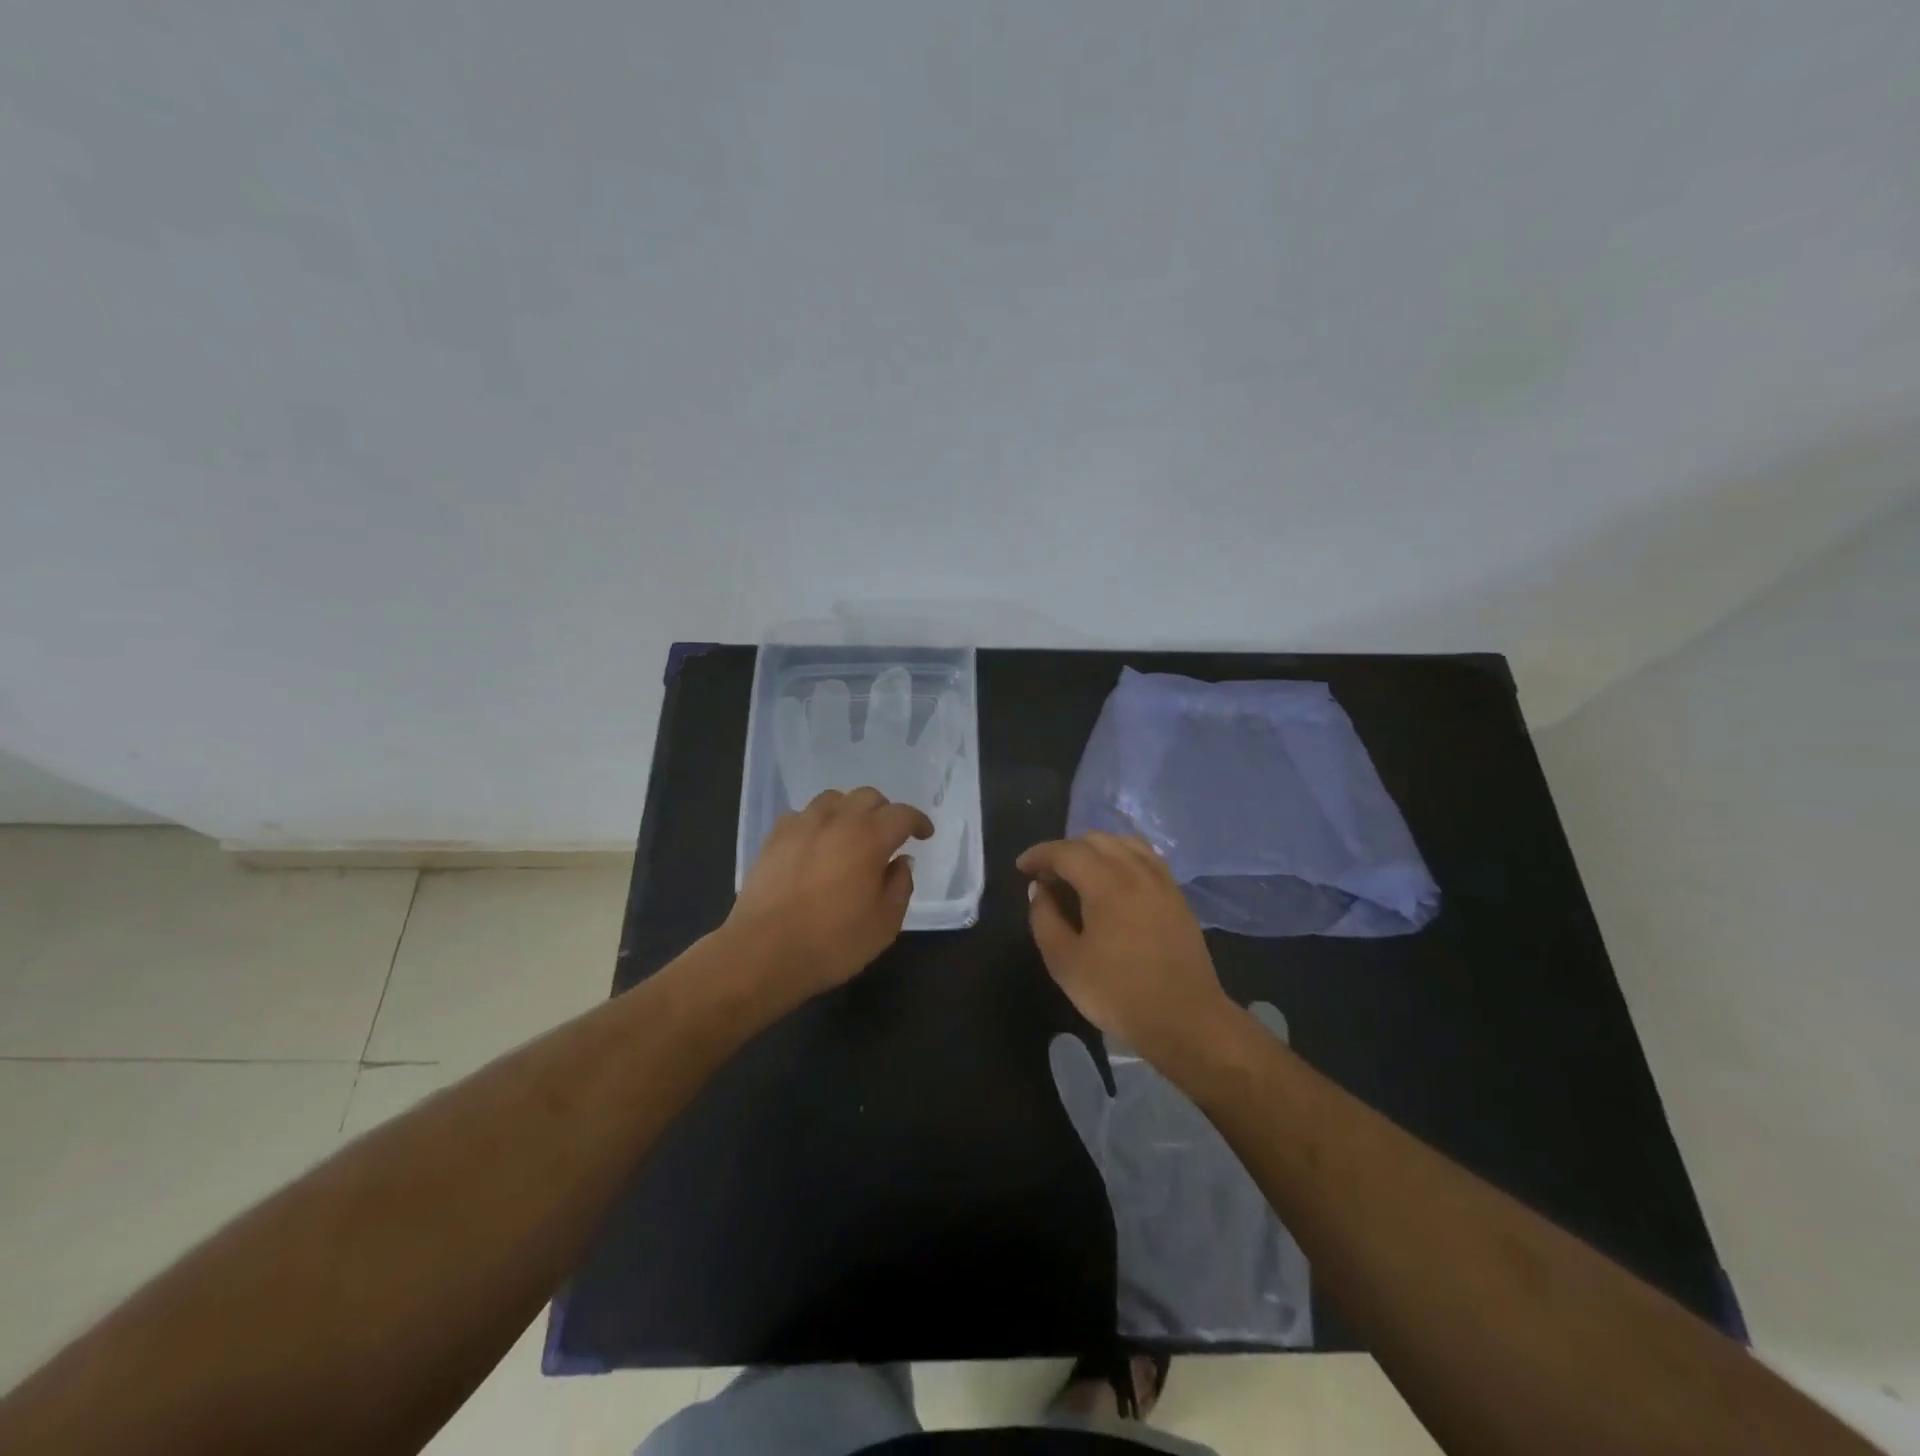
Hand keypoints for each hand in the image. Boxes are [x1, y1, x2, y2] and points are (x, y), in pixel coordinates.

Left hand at [726, 787, 933, 1001]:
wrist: (763, 953)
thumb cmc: (833, 942)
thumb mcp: (885, 923)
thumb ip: (900, 886)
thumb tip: (900, 862)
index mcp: (869, 837)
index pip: (902, 814)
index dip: (918, 821)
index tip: (924, 835)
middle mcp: (836, 821)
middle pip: (867, 797)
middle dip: (884, 812)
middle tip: (889, 836)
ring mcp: (801, 826)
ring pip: (832, 799)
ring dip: (849, 811)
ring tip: (851, 835)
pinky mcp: (773, 839)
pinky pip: (801, 815)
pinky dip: (816, 822)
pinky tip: (815, 843)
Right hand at [1018, 832, 1236, 1069]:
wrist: (1186, 1020)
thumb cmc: (1119, 994)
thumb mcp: (1065, 963)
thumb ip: (1045, 919)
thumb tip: (1039, 889)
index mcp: (1107, 884)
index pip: (1066, 851)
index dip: (1039, 854)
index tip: (1021, 867)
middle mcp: (1136, 871)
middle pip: (1096, 839)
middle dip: (1065, 849)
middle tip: (1047, 874)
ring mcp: (1162, 881)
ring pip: (1124, 843)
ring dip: (1095, 848)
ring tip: (1078, 872)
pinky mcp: (1177, 896)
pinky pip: (1145, 857)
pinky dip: (1122, 856)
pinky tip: (1113, 880)